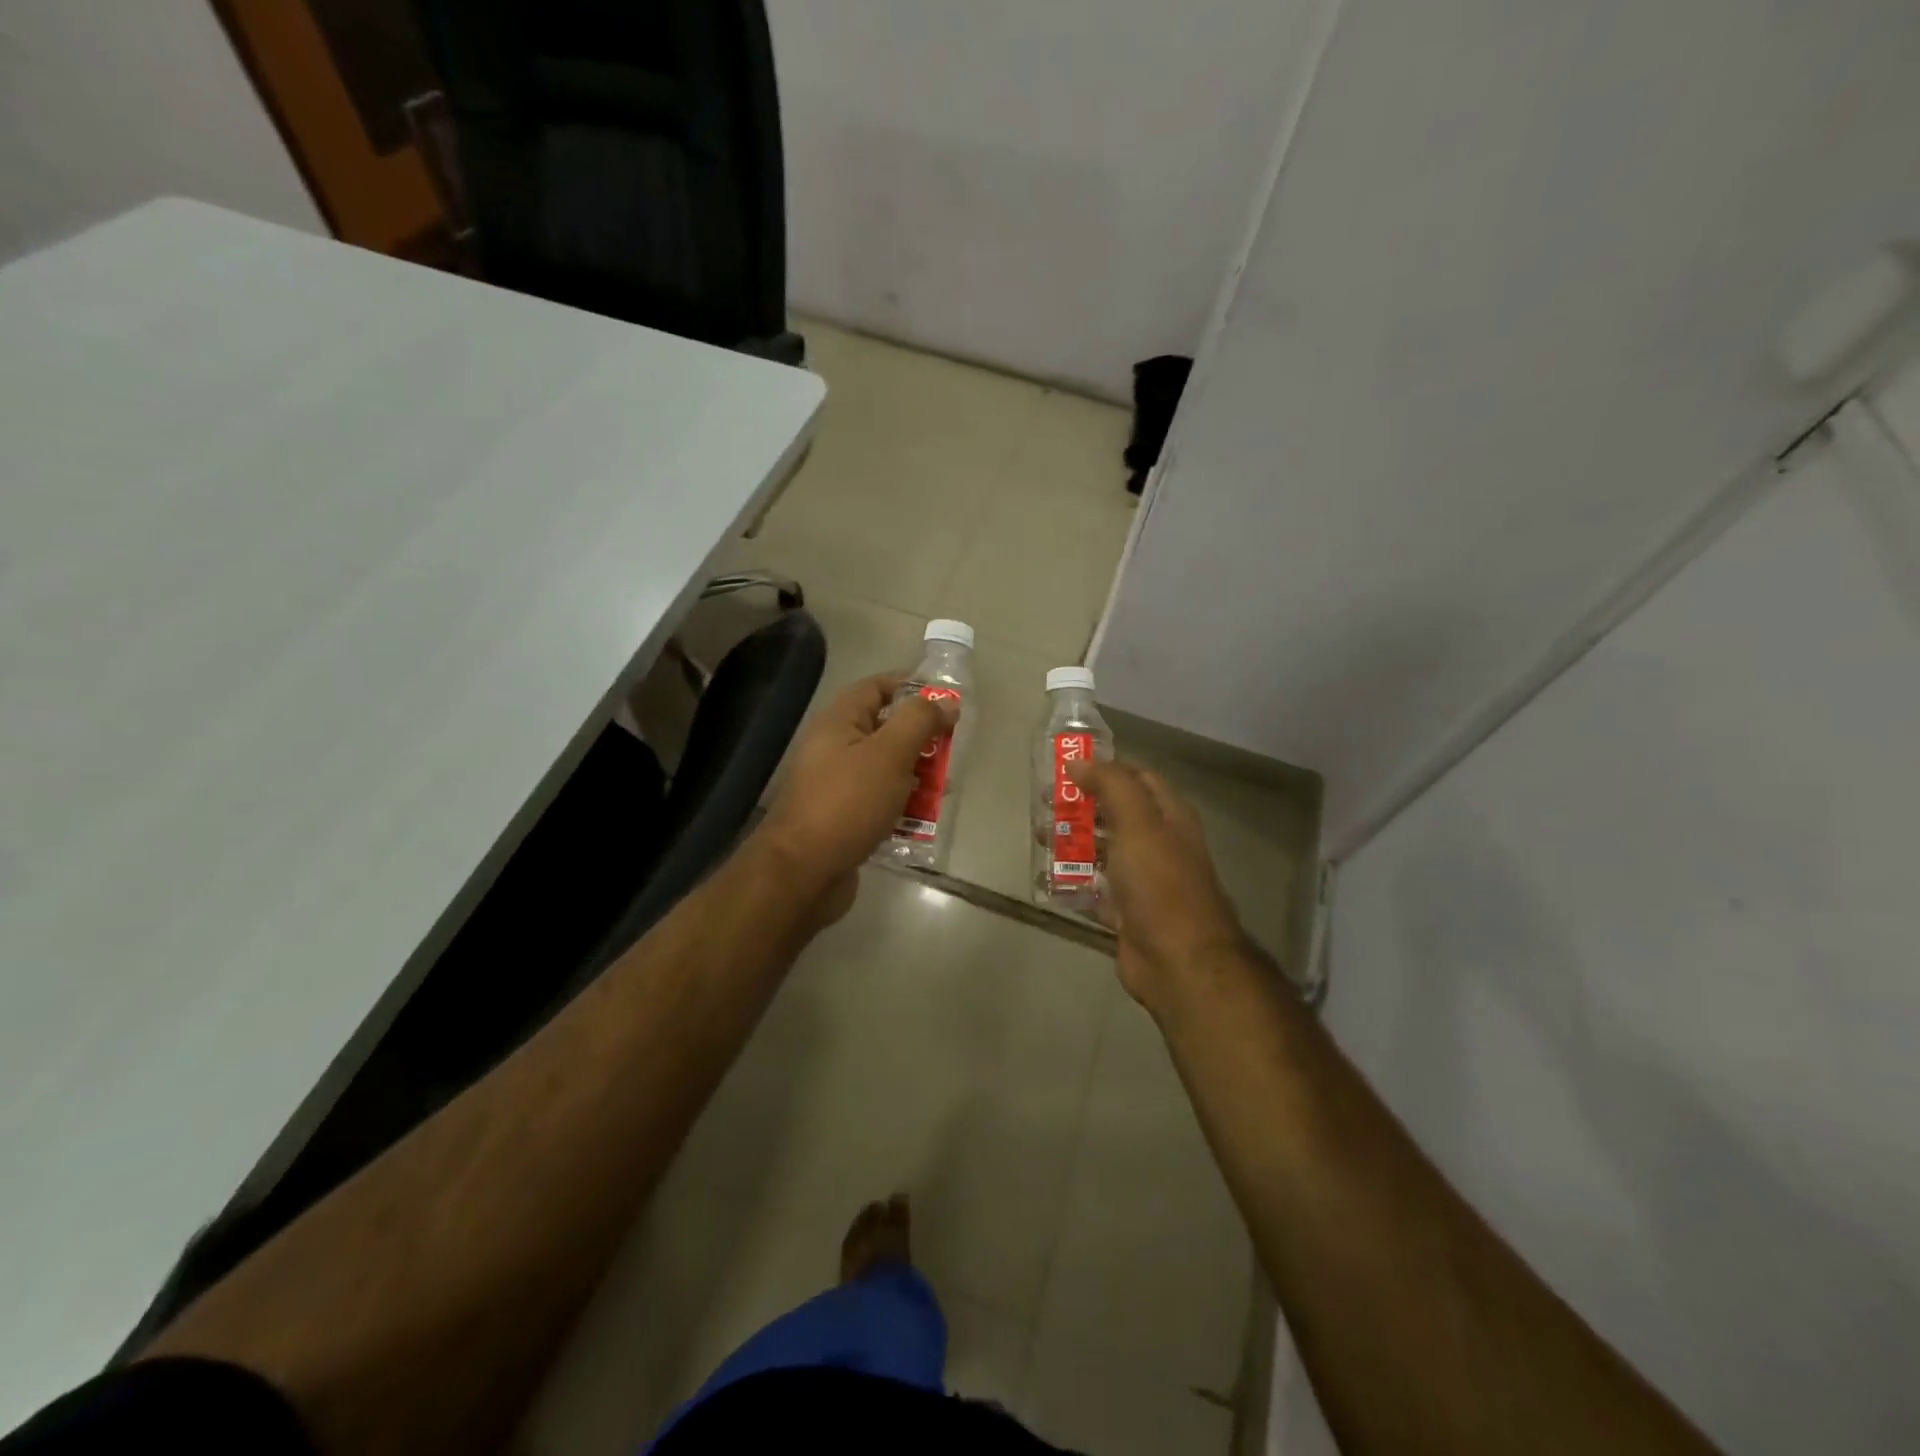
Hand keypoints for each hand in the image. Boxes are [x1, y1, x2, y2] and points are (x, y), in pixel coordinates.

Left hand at [758, 674, 956, 919]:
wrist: (804, 872)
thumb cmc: (847, 803)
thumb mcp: (889, 753)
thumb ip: (919, 722)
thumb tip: (945, 702)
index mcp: (838, 722)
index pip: (876, 688)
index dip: (911, 687)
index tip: (947, 701)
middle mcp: (834, 748)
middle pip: (885, 730)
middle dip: (921, 738)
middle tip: (952, 750)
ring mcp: (837, 786)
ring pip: (886, 769)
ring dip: (917, 776)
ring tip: (944, 789)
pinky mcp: (844, 819)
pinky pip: (880, 802)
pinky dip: (903, 807)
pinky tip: (925, 820)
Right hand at [1068, 759, 1248, 1017]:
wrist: (1178, 959)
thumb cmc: (1159, 882)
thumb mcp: (1137, 823)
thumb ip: (1111, 786)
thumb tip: (1079, 762)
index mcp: (1169, 817)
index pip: (1138, 778)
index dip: (1105, 769)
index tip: (1067, 768)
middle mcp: (1159, 844)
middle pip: (1116, 814)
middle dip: (1081, 806)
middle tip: (1044, 804)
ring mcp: (1143, 881)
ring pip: (1103, 852)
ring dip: (1073, 843)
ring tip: (1040, 839)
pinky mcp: (1127, 913)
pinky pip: (1095, 891)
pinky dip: (1074, 883)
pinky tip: (1048, 878)